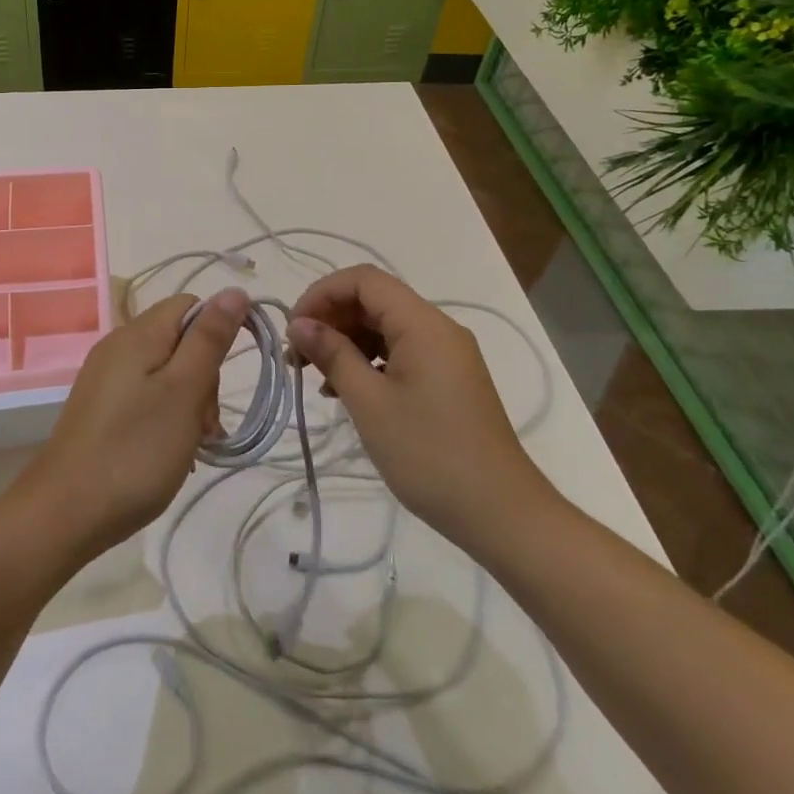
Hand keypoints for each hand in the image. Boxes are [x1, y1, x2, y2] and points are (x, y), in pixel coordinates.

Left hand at [11, 287, 250, 562]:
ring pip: (165, 372)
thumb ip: (209, 339)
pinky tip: (170, 451)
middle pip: (179, 340)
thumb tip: (234, 292)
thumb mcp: (183, 392)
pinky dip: (166, 417)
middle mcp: (117, 347)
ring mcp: (105, 379)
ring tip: (193, 444)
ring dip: (189, 402)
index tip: (226, 378)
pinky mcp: (100, 409)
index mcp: (137, 334)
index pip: (190, 306)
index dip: (218, 331)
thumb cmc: (134, 451)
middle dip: (204, 376)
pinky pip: (146, 396)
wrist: (64, 513)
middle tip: (206, 424)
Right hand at [288, 265, 557, 556]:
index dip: (322, 293)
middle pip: (374, 301)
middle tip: (297, 358)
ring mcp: (446, 355)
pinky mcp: (447, 379)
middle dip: (331, 319)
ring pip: (385, 327)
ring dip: (346, 342)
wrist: (500, 513)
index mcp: (424, 324)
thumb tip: (300, 324)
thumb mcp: (369, 403)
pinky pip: (400, 352)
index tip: (294, 328)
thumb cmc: (429, 454)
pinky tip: (346, 391)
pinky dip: (368, 361)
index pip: (364, 280)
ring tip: (315, 378)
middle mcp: (438, 329)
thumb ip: (332, 354)